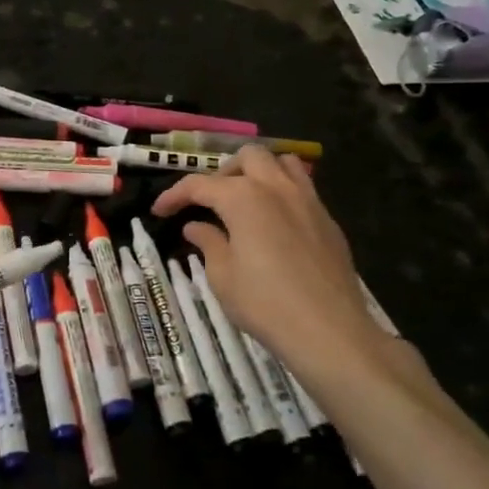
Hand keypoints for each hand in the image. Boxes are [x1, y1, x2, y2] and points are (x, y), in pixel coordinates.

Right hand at [151, 148, 385, 387]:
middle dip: (223, 172)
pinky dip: (282, 192)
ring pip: (282, 162)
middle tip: (209, 201)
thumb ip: (208, 242)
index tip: (159, 211)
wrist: (329, 331)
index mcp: (243, 198)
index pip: (199, 185)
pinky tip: (274, 223)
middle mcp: (276, 188)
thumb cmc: (265, 304)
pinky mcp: (328, 220)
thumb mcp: (223, 276)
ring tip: (245, 200)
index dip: (174, 195)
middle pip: (247, 157)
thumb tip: (196, 226)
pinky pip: (303, 188)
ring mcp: (308, 200)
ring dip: (259, 172)